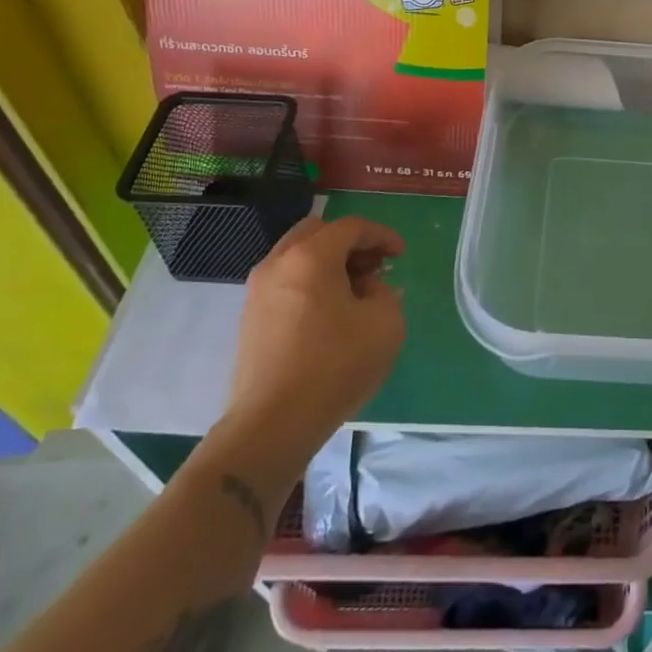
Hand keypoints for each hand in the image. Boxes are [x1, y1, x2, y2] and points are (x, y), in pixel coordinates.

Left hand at [225, 214, 406, 471]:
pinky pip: (285, 282)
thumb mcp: (385, 323)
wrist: (272, 424)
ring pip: (297, 256)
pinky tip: (329, 313)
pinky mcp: (250, 319)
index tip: (401, 255)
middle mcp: (278, 264)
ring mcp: (257, 291)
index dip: (381, 235)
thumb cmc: (335, 365)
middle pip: (317, 232)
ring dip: (328, 262)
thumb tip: (367, 288)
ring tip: (354, 291)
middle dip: (350, 243)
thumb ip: (384, 292)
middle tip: (374, 266)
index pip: (351, 227)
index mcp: (311, 256)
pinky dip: (310, 283)